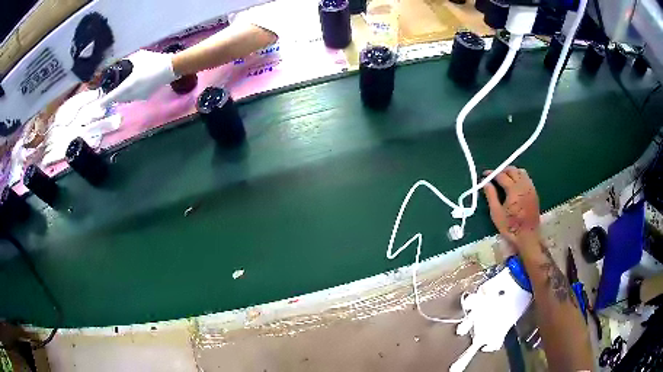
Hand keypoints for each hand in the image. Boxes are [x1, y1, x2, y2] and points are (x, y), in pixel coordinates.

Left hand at [98, 50, 176, 106]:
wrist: (171, 68)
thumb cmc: (154, 61)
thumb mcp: (139, 57)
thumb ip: (128, 62)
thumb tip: (122, 65)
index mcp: (129, 85)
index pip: (113, 96)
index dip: (105, 101)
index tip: (98, 105)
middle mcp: (132, 94)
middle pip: (118, 99)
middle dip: (113, 96)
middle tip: (109, 91)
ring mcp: (139, 96)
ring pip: (126, 98)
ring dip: (121, 95)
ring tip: (120, 88)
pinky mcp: (145, 96)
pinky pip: (133, 97)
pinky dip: (129, 93)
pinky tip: (133, 85)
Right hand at [483, 166, 539, 249]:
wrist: (527, 237)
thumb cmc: (510, 227)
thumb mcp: (496, 214)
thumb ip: (491, 196)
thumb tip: (485, 183)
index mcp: (514, 190)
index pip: (501, 175)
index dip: (492, 173)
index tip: (484, 175)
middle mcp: (523, 185)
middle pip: (512, 170)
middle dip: (502, 170)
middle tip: (494, 176)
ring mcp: (530, 188)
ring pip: (521, 172)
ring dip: (511, 172)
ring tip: (504, 178)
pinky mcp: (534, 192)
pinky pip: (526, 178)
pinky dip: (519, 176)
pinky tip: (514, 184)